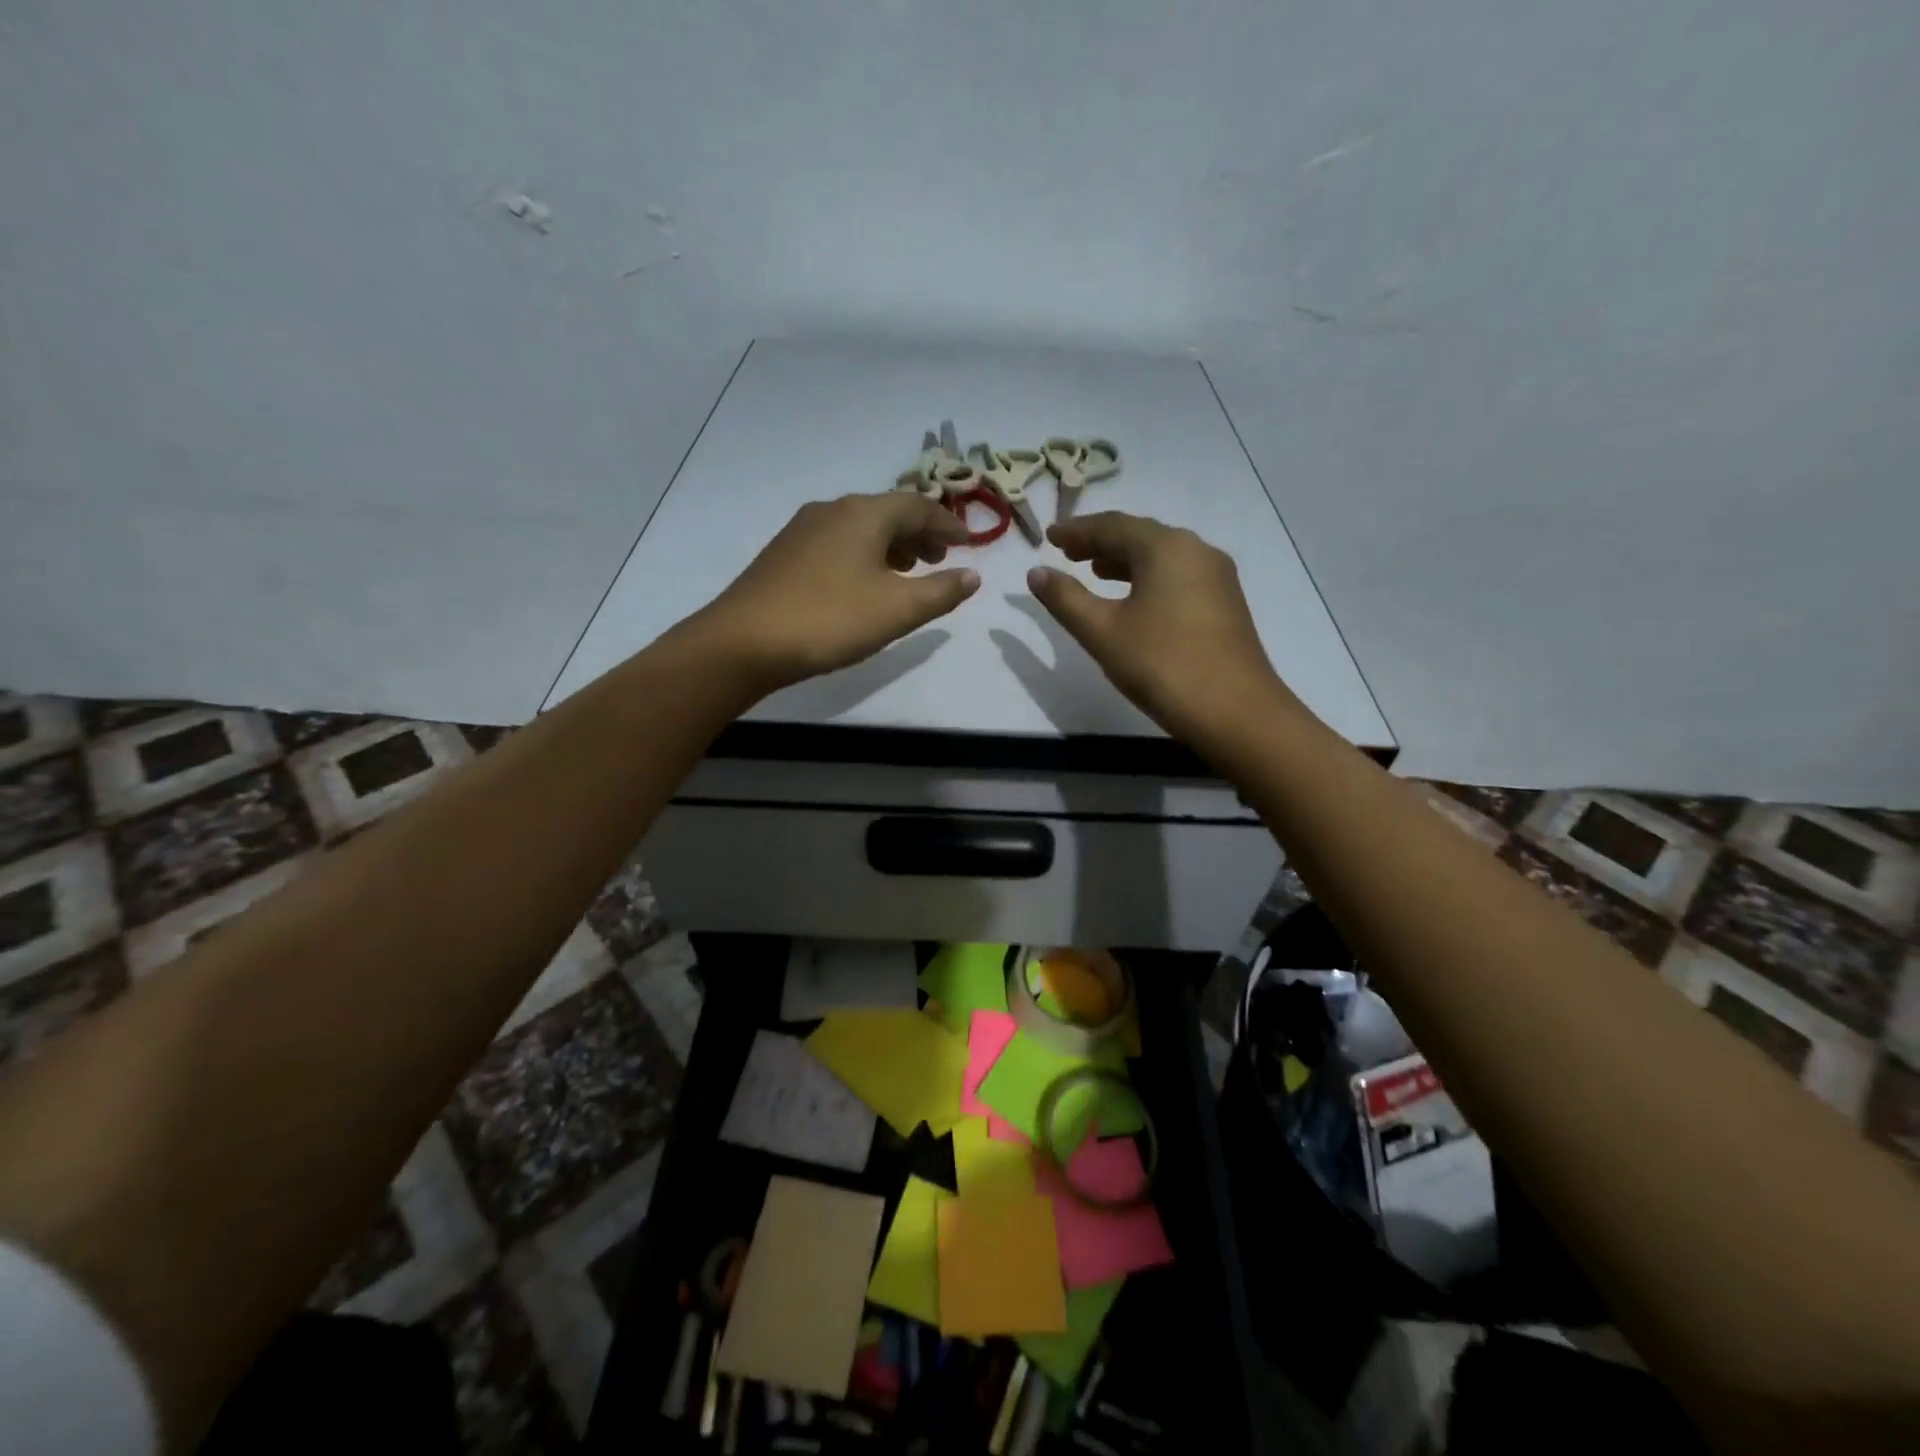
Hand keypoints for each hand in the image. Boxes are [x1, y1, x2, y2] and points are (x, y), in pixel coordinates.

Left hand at [698, 493, 979, 691]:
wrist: (744, 642)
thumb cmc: (830, 619)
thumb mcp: (897, 610)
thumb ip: (941, 591)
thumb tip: (973, 575)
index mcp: (865, 514)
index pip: (919, 506)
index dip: (948, 524)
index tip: (968, 544)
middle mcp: (833, 510)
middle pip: (888, 512)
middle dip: (920, 534)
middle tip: (940, 560)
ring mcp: (803, 529)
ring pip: (861, 528)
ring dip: (891, 545)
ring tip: (907, 573)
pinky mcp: (785, 553)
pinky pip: (838, 542)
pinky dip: (864, 555)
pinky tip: (862, 584)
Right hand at [1027, 512, 1299, 745]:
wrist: (1235, 712)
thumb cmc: (1162, 666)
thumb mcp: (1102, 632)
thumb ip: (1066, 598)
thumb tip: (1036, 573)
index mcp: (1165, 548)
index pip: (1113, 526)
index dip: (1077, 530)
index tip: (1049, 538)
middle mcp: (1196, 550)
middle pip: (1140, 535)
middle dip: (1101, 542)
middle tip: (1067, 553)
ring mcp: (1216, 576)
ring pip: (1162, 556)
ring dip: (1125, 560)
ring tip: (1094, 573)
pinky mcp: (1225, 603)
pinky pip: (1178, 575)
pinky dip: (1149, 577)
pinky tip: (1135, 600)